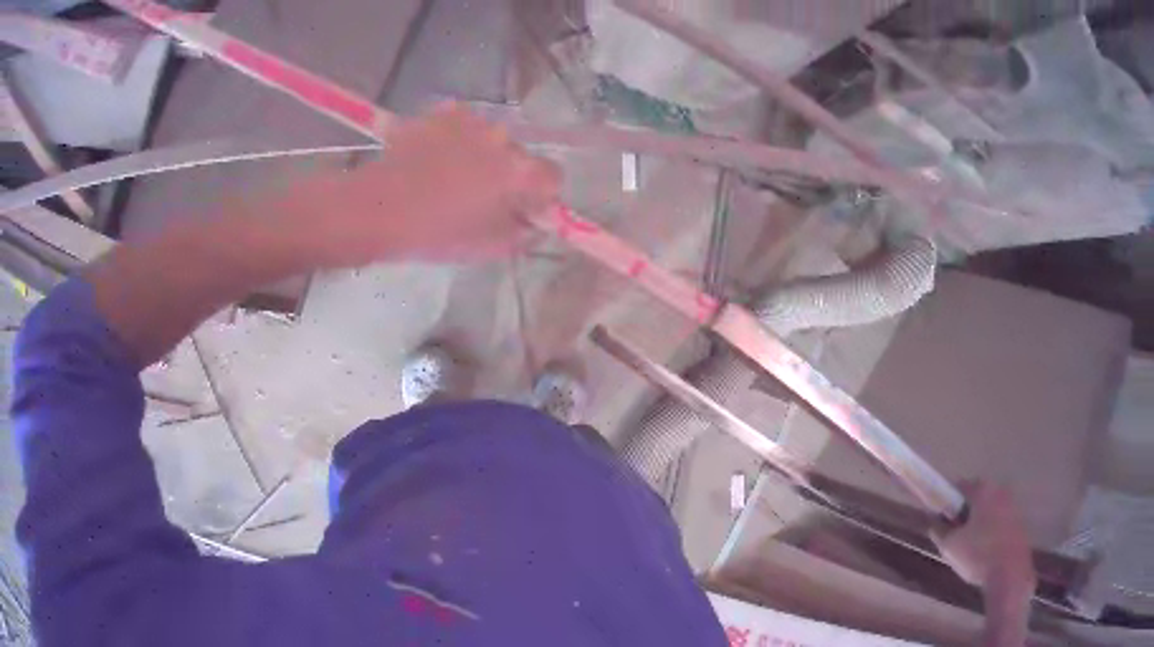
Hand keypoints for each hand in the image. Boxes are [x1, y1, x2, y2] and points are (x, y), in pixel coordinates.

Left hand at [275, 103, 561, 267]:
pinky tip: (436, 157)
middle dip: (509, 174)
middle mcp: (502, 137)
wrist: (377, 207)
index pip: (553, 177)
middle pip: (520, 155)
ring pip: (491, 139)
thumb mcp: (486, 246)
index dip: (542, 196)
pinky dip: (458, 139)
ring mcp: (471, 120)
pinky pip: (463, 125)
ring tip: (452, 177)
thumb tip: (533, 223)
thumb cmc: (434, 232)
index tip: (523, 210)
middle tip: (481, 198)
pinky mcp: (442, 113)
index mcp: (519, 171)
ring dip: (483, 155)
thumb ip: (522, 233)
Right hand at [932, 482, 1035, 645]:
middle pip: (977, 496)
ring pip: (989, 509)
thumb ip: (939, 531)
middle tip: (954, 534)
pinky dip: (990, 530)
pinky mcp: (1019, 521)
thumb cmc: (977, 554)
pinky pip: (999, 520)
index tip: (940, 518)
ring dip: (978, 522)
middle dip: (964, 512)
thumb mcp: (950, 546)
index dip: (947, 501)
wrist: (1009, 572)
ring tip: (969, 546)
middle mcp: (999, 490)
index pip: (959, 486)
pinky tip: (984, 552)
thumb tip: (933, 522)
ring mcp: (1012, 505)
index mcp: (983, 490)